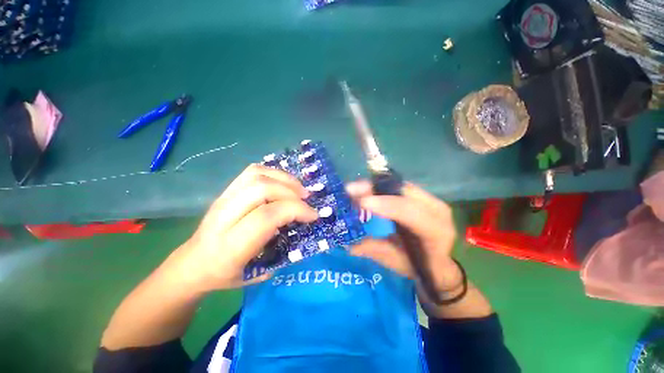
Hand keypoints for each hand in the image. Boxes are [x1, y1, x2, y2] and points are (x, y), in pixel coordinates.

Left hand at [165, 164, 318, 292]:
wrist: (193, 263)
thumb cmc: (226, 274)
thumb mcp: (257, 274)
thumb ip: (282, 252)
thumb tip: (302, 227)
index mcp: (231, 245)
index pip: (267, 216)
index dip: (295, 210)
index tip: (313, 216)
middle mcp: (224, 217)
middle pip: (262, 189)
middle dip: (291, 192)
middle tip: (307, 199)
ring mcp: (223, 198)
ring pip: (256, 175)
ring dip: (284, 179)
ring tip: (299, 189)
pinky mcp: (226, 190)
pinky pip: (252, 171)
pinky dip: (273, 173)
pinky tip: (283, 183)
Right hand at [346, 180, 462, 298]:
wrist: (440, 263)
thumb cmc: (419, 266)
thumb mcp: (396, 261)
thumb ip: (374, 249)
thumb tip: (348, 243)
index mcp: (437, 231)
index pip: (412, 213)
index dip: (387, 205)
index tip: (362, 202)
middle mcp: (435, 209)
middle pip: (403, 191)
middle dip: (374, 188)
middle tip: (350, 190)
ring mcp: (429, 199)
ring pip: (398, 185)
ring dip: (374, 186)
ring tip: (353, 190)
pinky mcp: (420, 196)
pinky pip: (397, 187)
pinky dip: (379, 187)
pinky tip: (364, 190)